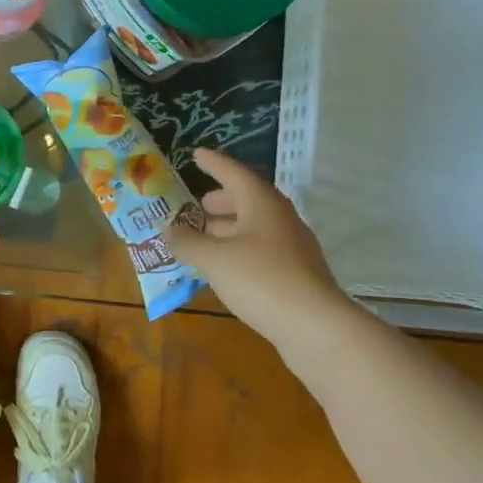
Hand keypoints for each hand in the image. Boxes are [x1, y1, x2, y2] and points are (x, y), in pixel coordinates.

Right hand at [165, 148, 348, 342]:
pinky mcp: (295, 275)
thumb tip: (167, 229)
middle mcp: (280, 220)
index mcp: (263, 204)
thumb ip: (187, 242)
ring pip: (254, 228)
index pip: (234, 173)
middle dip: (220, 201)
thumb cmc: (261, 279)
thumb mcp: (214, 259)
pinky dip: (237, 251)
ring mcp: (291, 248)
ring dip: (227, 228)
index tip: (196, 154)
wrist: (316, 328)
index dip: (214, 164)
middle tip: (196, 205)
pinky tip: (221, 268)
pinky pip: (259, 251)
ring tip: (201, 238)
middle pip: (247, 201)